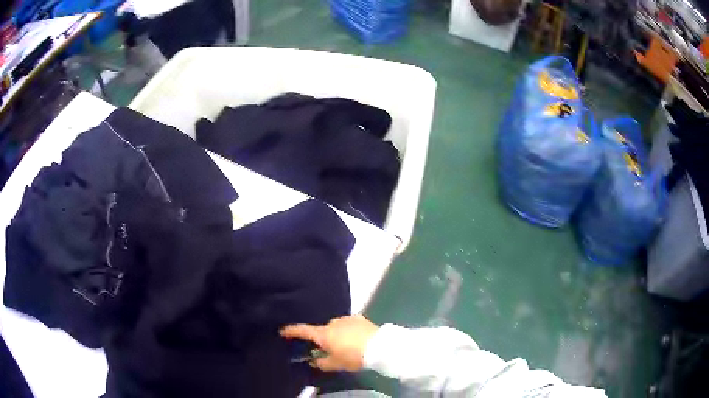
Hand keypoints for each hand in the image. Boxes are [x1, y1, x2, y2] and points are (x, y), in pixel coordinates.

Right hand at [280, 315, 378, 371]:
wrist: (379, 347)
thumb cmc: (354, 357)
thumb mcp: (336, 364)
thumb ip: (321, 362)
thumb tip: (314, 360)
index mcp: (323, 334)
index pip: (303, 330)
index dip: (291, 331)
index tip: (283, 331)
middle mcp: (332, 323)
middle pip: (322, 330)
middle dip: (323, 338)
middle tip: (328, 349)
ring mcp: (346, 319)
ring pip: (336, 327)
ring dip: (336, 334)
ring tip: (345, 344)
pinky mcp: (359, 318)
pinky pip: (348, 324)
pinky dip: (347, 330)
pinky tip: (355, 338)